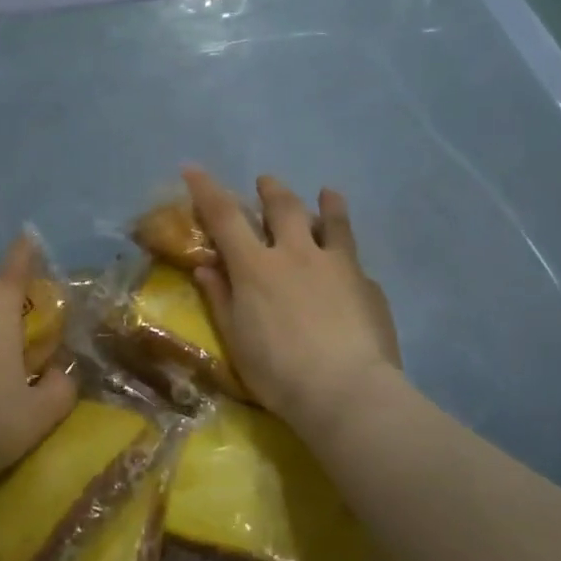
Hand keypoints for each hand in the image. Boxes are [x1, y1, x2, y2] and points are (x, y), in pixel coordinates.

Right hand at [184, 167, 404, 438]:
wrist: (348, 393)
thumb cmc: (279, 374)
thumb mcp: (237, 341)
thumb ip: (221, 300)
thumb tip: (206, 268)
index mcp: (257, 267)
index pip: (224, 216)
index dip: (206, 189)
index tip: (192, 167)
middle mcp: (296, 254)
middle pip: (283, 206)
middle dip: (271, 189)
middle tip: (266, 182)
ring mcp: (337, 265)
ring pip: (332, 220)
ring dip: (326, 203)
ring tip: (327, 193)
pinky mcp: (368, 284)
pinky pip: (355, 259)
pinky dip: (346, 254)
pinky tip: (351, 267)